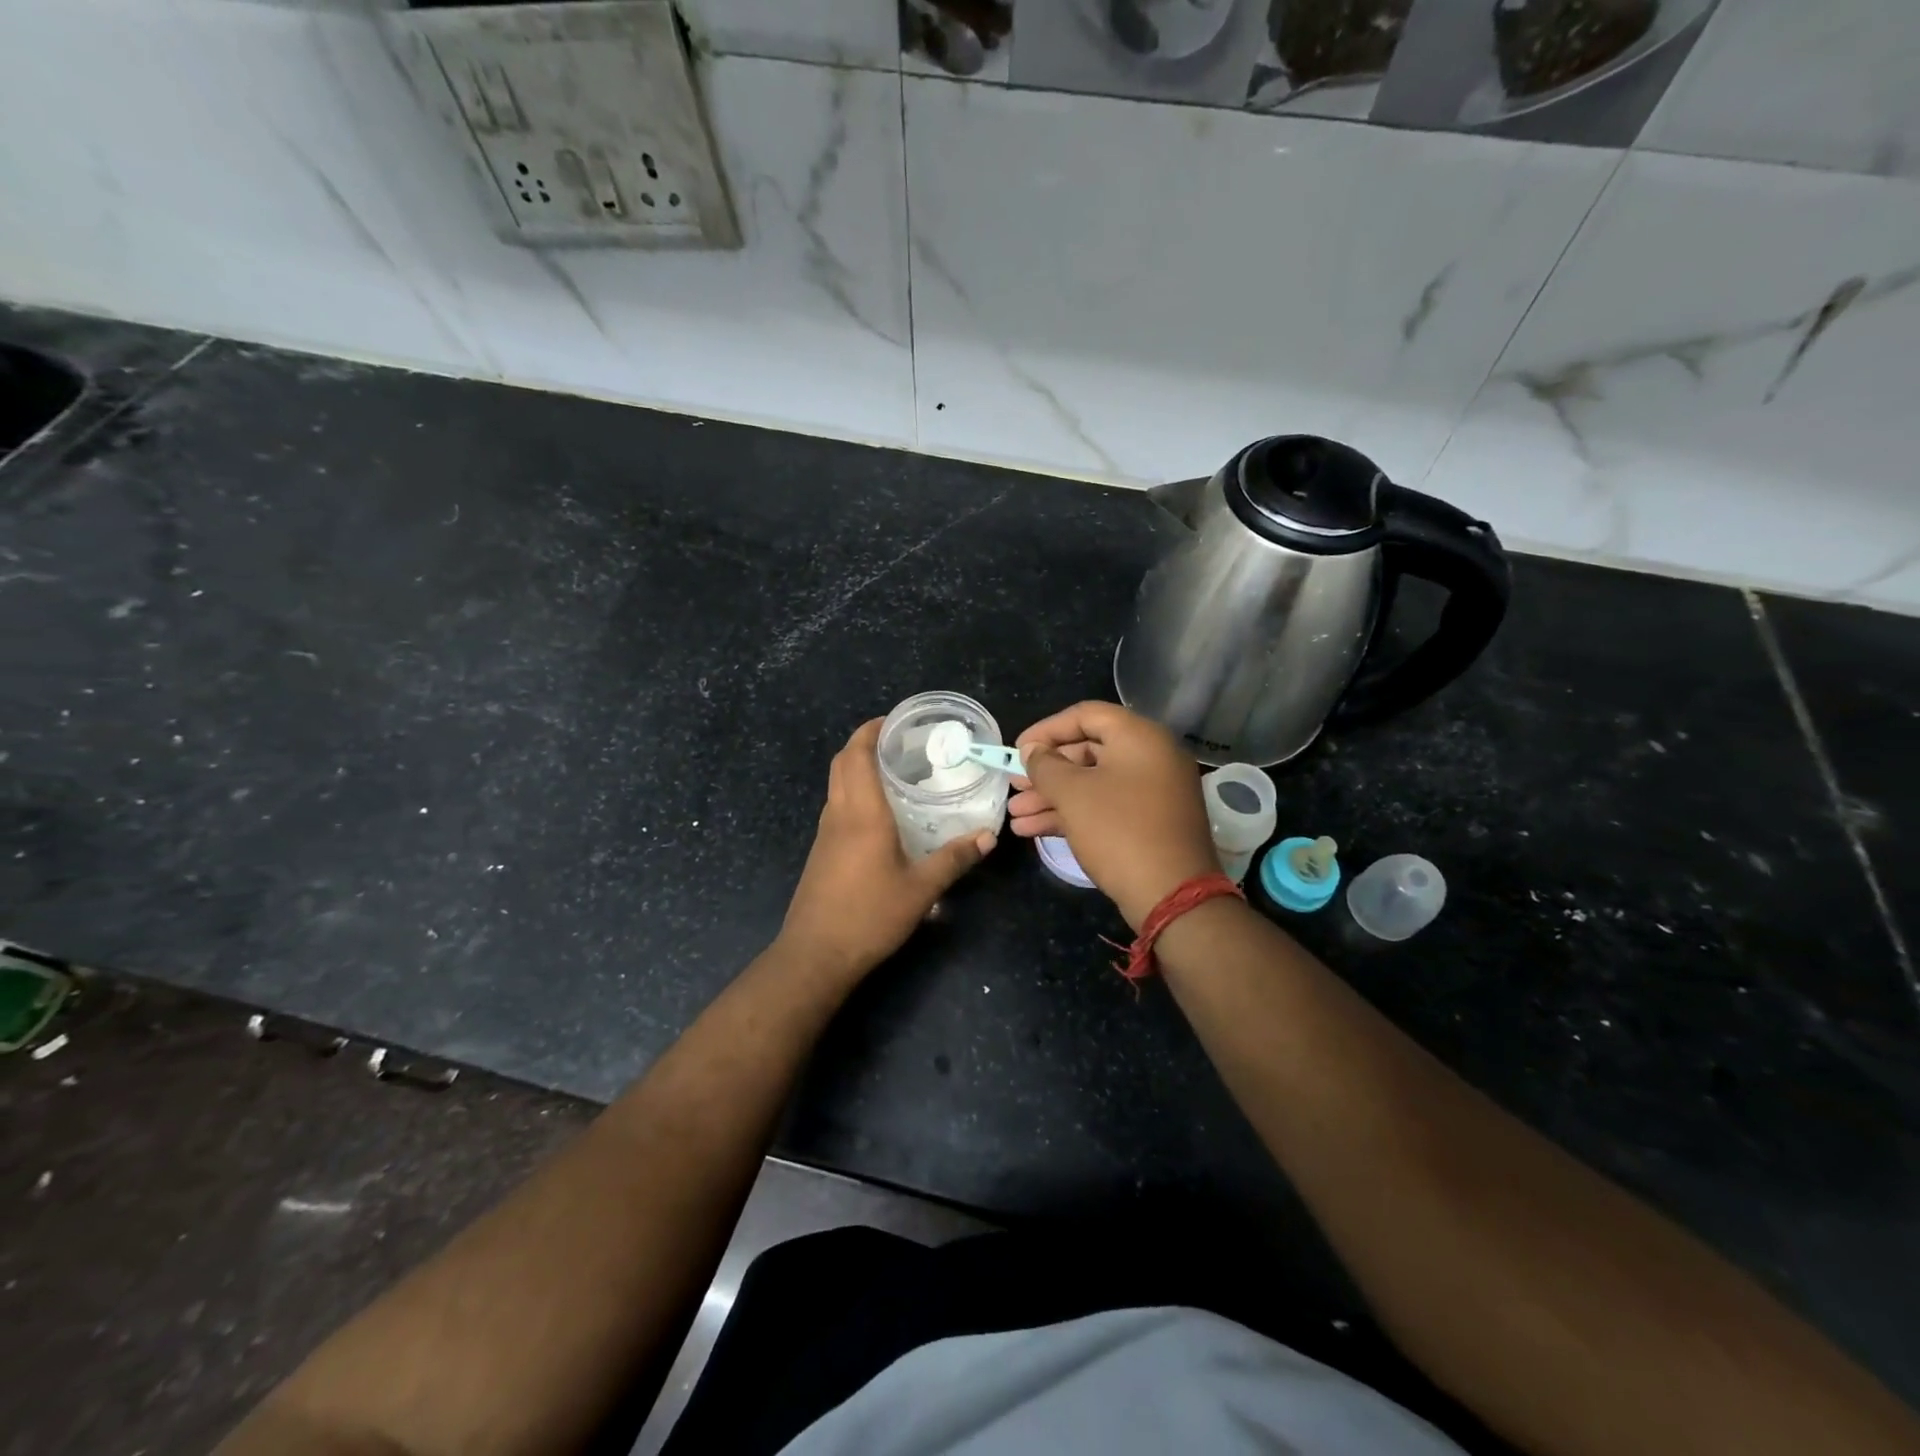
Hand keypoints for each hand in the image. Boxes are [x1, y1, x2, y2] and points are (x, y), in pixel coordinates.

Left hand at [778, 719, 994, 981]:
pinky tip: (881, 815)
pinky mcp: (821, 853)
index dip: (870, 730)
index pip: (857, 755)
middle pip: (842, 763)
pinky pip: (837, 807)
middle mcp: (839, 815)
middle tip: (899, 743)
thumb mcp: (921, 889)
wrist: (815, 955)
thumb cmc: (869, 915)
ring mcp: (825, 834)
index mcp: (862, 813)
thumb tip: (987, 837)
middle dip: (864, 744)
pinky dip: (854, 794)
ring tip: (894, 772)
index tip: (893, 720)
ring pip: (836, 785)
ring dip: (857, 769)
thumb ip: (954, 859)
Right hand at [1009, 701, 1216, 929]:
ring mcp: (1153, 792)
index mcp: (1140, 737)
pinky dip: (1072, 814)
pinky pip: (1106, 806)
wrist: (1171, 895)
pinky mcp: (1149, 822)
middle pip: (1088, 751)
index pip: (1086, 715)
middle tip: (1014, 786)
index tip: (1017, 749)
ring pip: (1093, 783)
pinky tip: (1033, 830)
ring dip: (1052, 797)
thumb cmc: (1119, 831)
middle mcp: (1151, 757)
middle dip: (1046, 771)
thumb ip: (1045, 766)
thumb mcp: (1073, 794)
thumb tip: (1033, 751)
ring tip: (1015, 816)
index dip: (1046, 729)